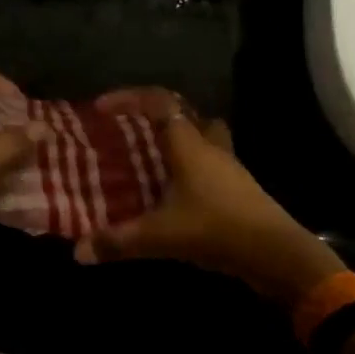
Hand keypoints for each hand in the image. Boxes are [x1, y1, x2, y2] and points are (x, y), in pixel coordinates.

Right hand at [72, 88, 343, 305]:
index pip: (159, 103)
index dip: (129, 99)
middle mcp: (209, 147)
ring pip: (200, 137)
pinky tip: (172, 191)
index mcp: (189, 146)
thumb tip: (78, 251)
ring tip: (148, 157)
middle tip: (127, 130)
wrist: (276, 254)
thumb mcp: (160, 237)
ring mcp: (228, 167)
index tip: (102, 108)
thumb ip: (118, 242)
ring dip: (175, 140)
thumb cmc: (216, 230)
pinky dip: (188, 167)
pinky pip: (208, 163)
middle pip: (184, 114)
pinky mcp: (238, 188)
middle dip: (153, 116)